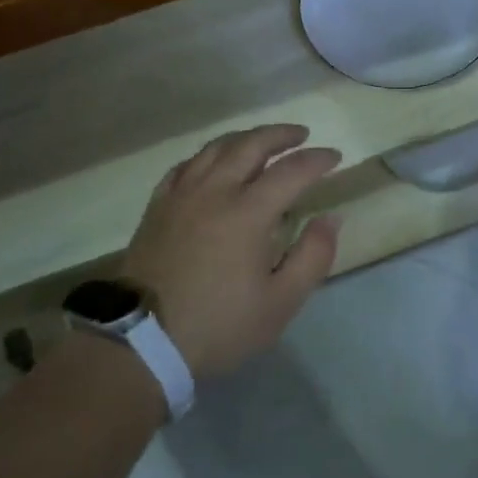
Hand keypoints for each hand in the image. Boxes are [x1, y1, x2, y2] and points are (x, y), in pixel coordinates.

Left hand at [123, 124, 341, 379]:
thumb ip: (313, 256)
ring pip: (216, 148)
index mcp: (248, 213)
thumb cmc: (219, 325)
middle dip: (281, 134)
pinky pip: (185, 165)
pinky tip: (214, 163)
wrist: (142, 342)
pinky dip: (208, 156)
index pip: (291, 170)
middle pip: (251, 144)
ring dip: (246, 137)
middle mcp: (215, 192)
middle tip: (302, 135)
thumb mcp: (280, 302)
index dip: (317, 159)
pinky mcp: (158, 207)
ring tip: (263, 141)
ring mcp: (181, 196)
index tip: (335, 157)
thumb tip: (331, 218)